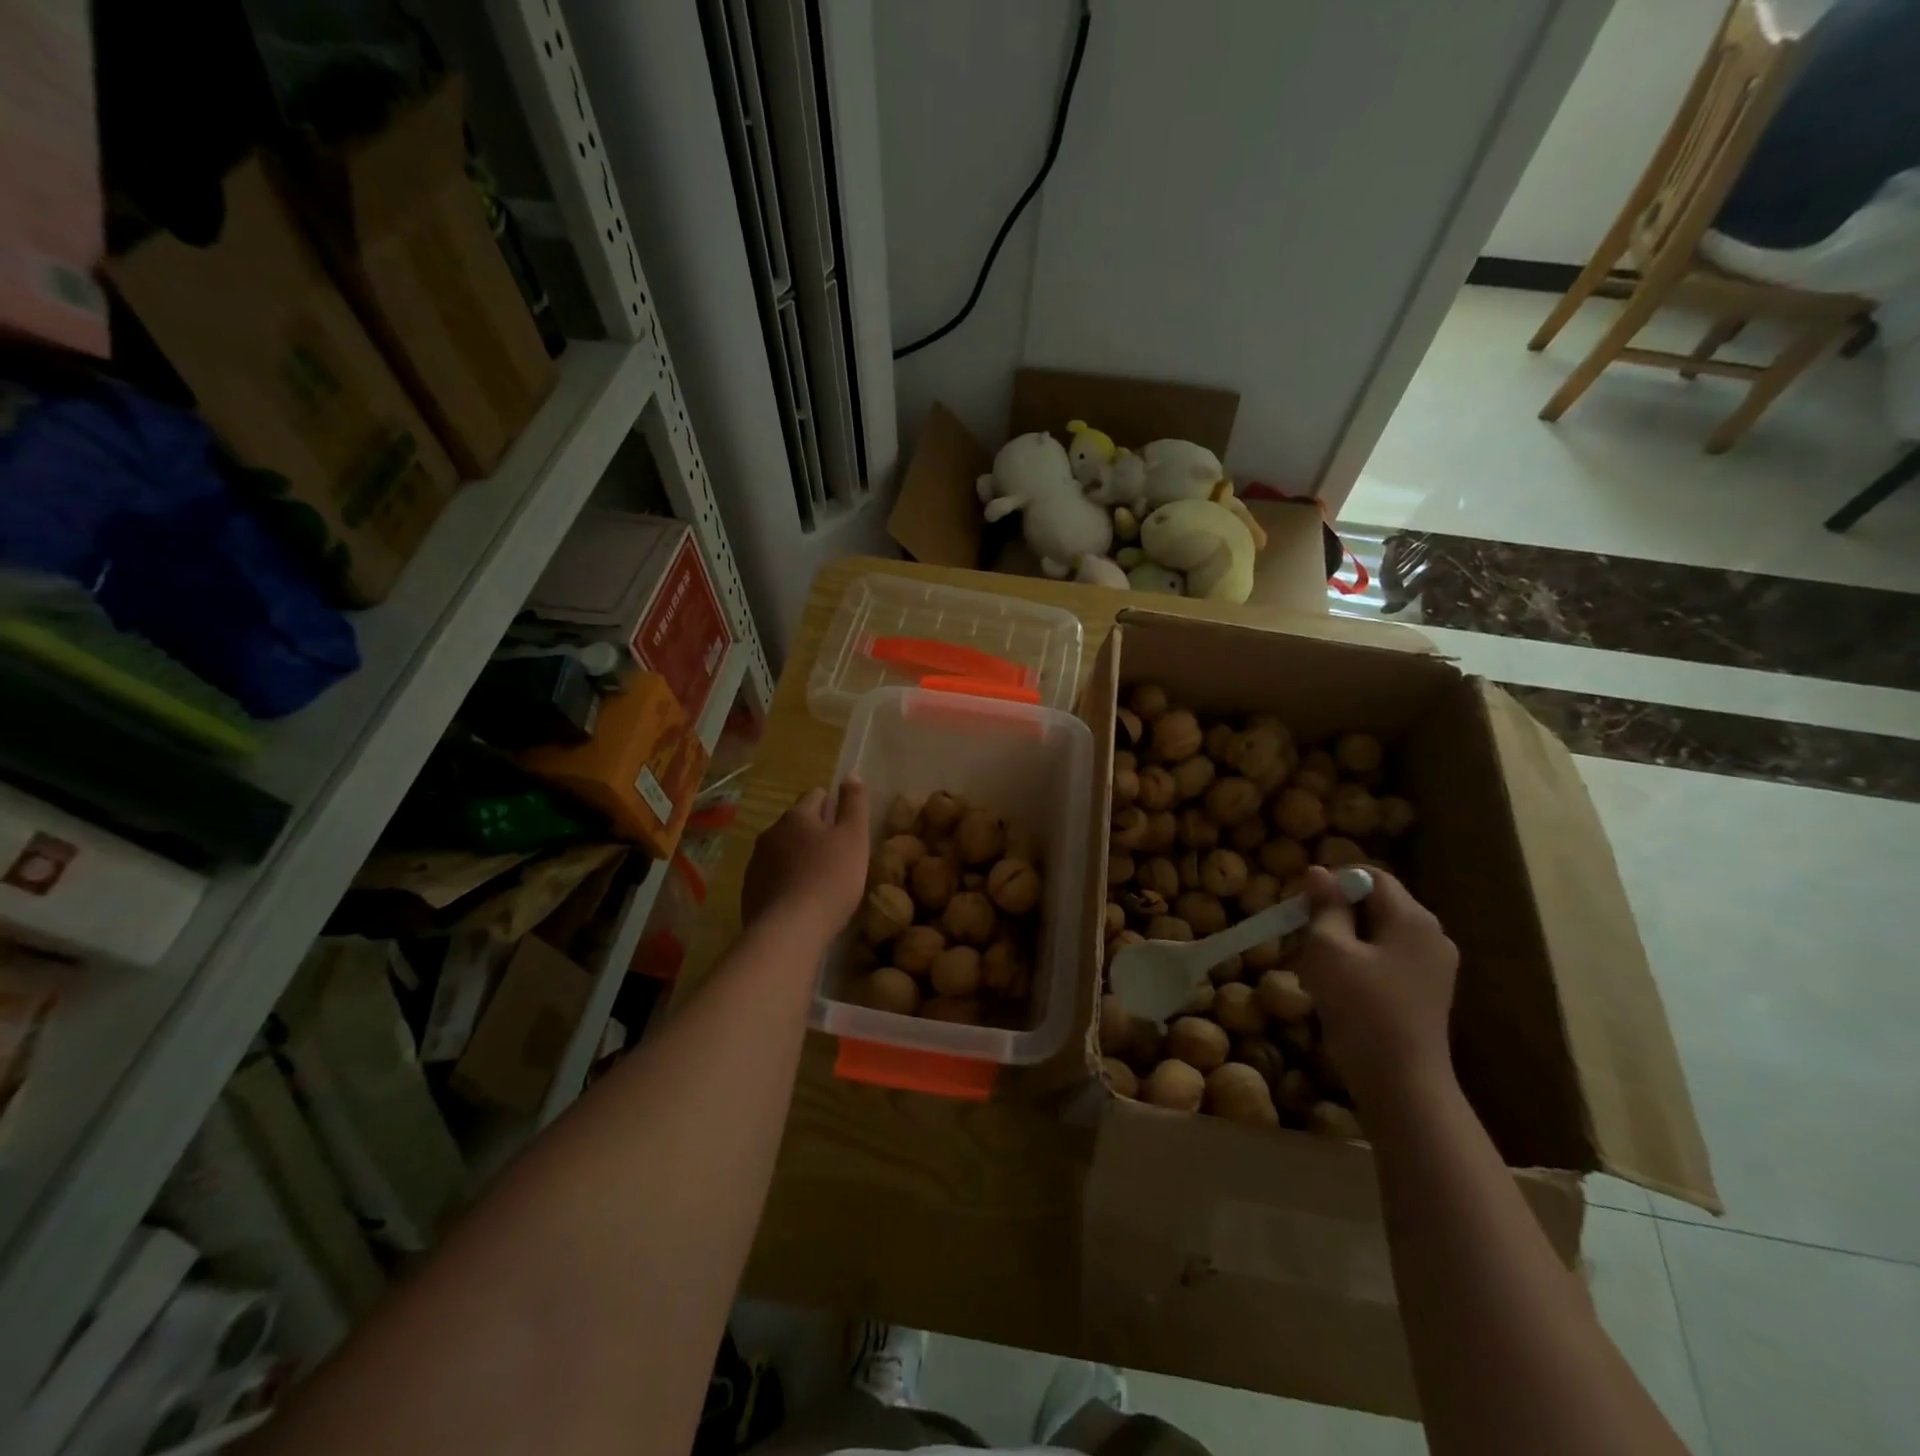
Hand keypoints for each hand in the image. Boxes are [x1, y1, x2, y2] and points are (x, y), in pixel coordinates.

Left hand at [742, 781, 868, 934]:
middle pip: (797, 824)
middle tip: (837, 855)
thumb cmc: (830, 879)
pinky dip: (786, 882)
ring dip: (798, 858)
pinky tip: (800, 901)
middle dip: (814, 833)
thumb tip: (851, 775)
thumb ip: (855, 804)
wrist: (789, 931)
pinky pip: (772, 877)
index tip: (846, 824)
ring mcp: (756, 863)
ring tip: (819, 881)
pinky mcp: (749, 891)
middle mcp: (771, 833)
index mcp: (797, 816)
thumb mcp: (854, 837)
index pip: (815, 795)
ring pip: (782, 851)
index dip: (833, 805)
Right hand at [1293, 866, 1458, 1112]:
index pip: (1371, 876)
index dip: (1333, 881)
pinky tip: (1337, 988)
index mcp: (1413, 919)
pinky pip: (1386, 959)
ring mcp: (1433, 967)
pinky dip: (1359, 963)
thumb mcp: (1329, 949)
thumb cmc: (1361, 1008)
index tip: (1301, 904)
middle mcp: (1432, 935)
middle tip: (1302, 936)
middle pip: (1375, 904)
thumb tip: (1318, 872)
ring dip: (1343, 940)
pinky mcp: (1426, 993)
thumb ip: (1325, 906)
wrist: (1401, 1084)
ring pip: (1377, 933)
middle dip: (1335, 913)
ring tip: (1316, 967)